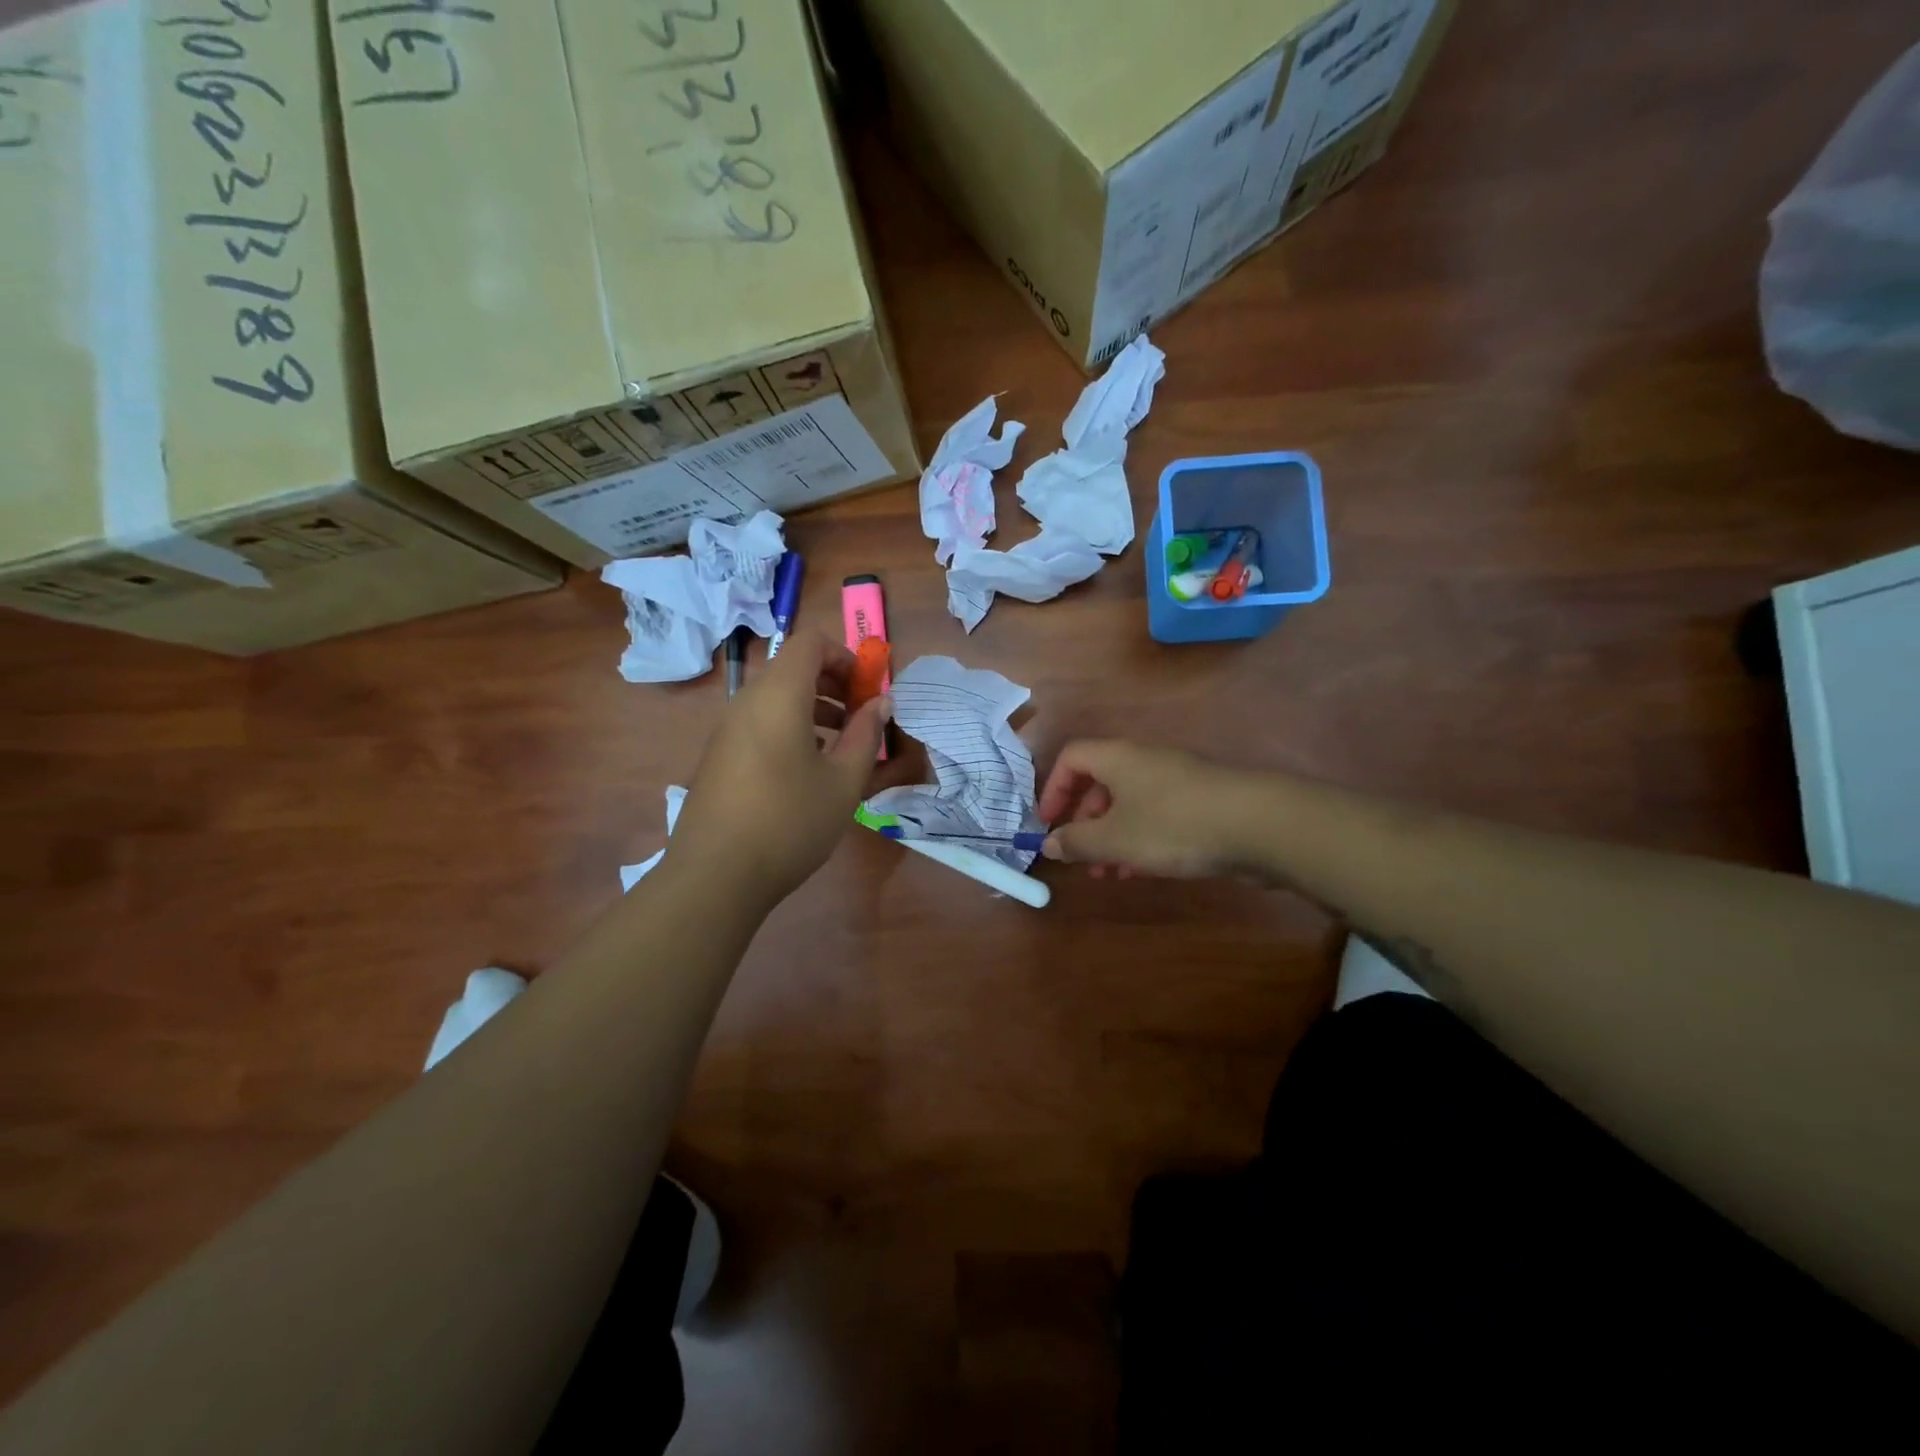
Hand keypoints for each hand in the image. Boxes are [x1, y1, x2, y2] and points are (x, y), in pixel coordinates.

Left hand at [667, 631, 890, 905]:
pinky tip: (806, 772)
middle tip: (860, 719)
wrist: (715, 876)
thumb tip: (880, 703)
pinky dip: (790, 729)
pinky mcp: (718, 756)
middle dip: (833, 684)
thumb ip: (866, 735)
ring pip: (775, 698)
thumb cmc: (790, 821)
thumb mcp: (844, 782)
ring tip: (840, 747)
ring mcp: (727, 729)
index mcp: (779, 696)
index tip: (867, 690)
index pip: (810, 643)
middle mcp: (747, 702)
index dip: (845, 656)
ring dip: (813, 709)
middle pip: (792, 669)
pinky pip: (760, 723)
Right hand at [1038, 740, 1249, 877]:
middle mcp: (1144, 760)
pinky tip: (1142, 870)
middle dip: (1084, 821)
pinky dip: (1140, 839)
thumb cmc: (1172, 825)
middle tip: (1080, 855)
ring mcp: (1175, 780)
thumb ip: (1076, 841)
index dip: (1053, 789)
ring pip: (1129, 803)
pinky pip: (1156, 815)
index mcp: (1118, 758)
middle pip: (1100, 782)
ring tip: (1108, 873)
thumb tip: (1048, 843)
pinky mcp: (1200, 802)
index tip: (1048, 824)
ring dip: (1111, 837)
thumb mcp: (1115, 839)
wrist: (1259, 824)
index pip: (1072, 758)